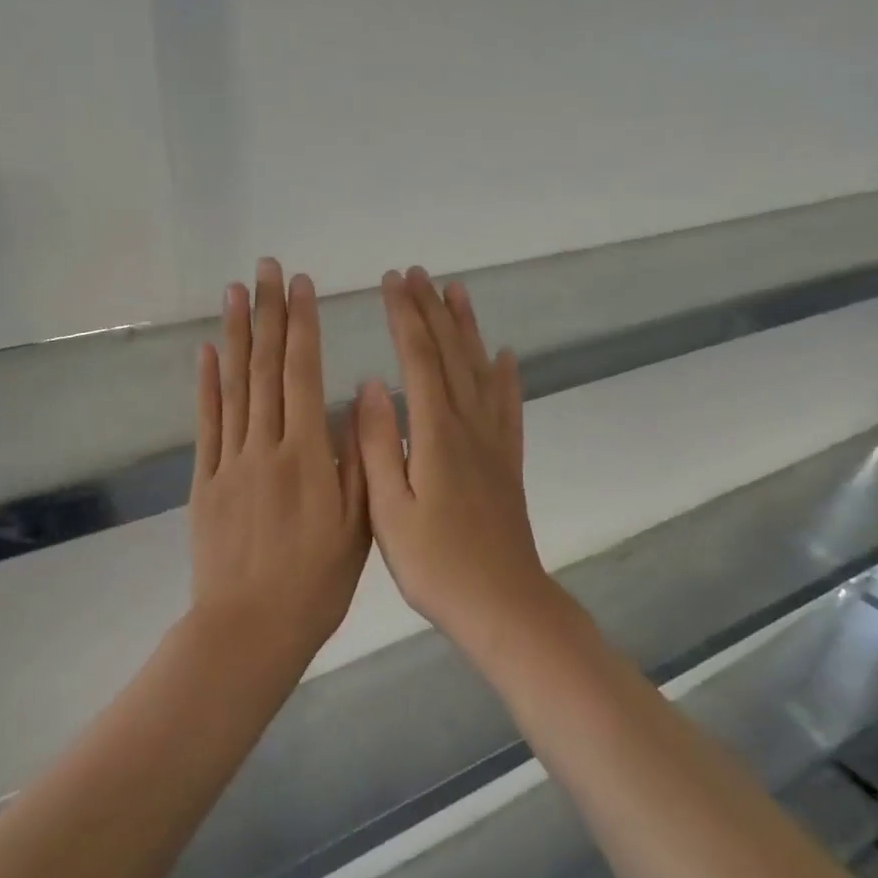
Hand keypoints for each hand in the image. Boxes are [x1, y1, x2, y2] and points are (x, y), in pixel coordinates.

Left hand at [189, 259, 369, 657]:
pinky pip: (206, 424)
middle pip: (265, 368)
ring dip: (234, 335)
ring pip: (233, 386)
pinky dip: (205, 385)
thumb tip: (354, 399)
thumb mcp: (357, 526)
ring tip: (235, 292)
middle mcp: (265, 446)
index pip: (302, 374)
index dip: (302, 326)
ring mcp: (230, 461)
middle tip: (267, 268)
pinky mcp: (205, 481)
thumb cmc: (316, 583)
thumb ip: (355, 460)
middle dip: (268, 313)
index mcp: (306, 456)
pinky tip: (206, 353)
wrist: (249, 629)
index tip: (301, 286)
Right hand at [358, 268, 556, 655]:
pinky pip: (508, 405)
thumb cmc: (436, 564)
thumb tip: (368, 385)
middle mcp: (469, 425)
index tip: (390, 282)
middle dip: (431, 310)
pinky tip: (504, 355)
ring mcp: (494, 441)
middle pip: (451, 353)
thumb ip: (377, 445)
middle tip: (416, 273)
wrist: (502, 604)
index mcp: (435, 434)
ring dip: (467, 327)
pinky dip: (506, 374)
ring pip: (481, 369)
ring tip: (458, 291)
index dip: (404, 317)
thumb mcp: (389, 510)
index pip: (418, 359)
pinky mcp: (508, 460)